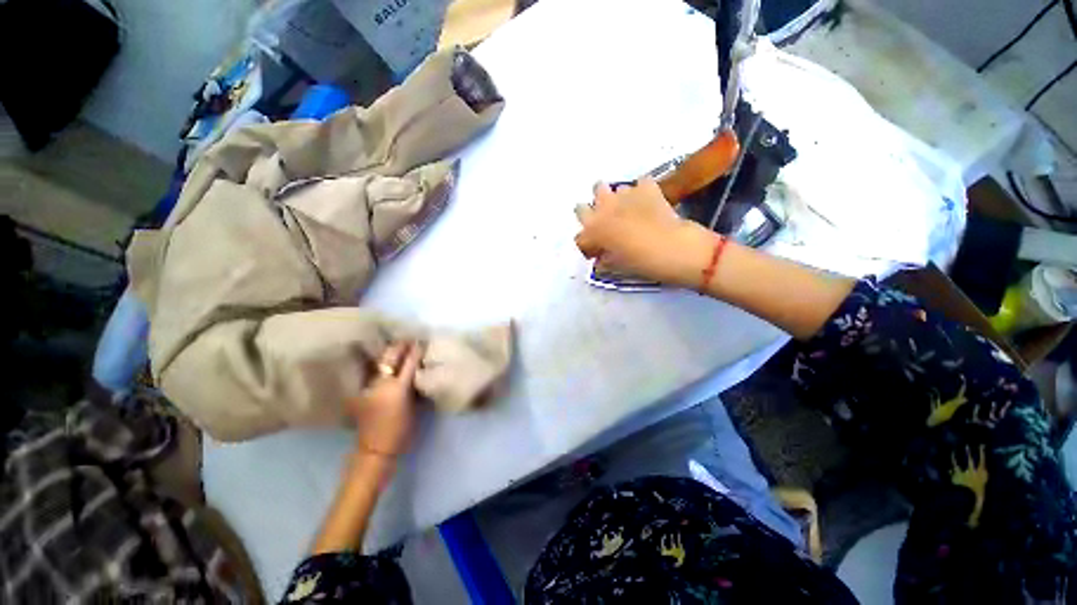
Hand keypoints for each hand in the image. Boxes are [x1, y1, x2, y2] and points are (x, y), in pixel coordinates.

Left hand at [347, 341, 422, 456]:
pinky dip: (377, 364)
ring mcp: (367, 387)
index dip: (416, 350)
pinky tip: (383, 362)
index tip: (421, 341)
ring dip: (388, 353)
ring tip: (396, 346)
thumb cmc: (402, 430)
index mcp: (398, 388)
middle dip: (400, 346)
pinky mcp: (359, 392)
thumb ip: (414, 386)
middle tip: (408, 339)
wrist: (375, 449)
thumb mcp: (414, 407)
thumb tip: (418, 370)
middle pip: (390, 357)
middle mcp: (381, 383)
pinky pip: (369, 372)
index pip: (409, 363)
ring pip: (378, 363)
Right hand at [574, 178, 714, 287]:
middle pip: (589, 199)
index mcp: (593, 229)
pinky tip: (649, 203)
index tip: (596, 248)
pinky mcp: (646, 187)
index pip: (580, 234)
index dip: (587, 241)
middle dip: (596, 207)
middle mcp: (604, 207)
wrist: (675, 249)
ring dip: (618, 199)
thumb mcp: (617, 266)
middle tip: (608, 221)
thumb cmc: (641, 262)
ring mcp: (625, 194)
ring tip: (630, 212)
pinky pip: (639, 184)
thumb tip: (601, 257)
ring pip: (614, 189)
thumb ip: (603, 259)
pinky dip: (642, 192)